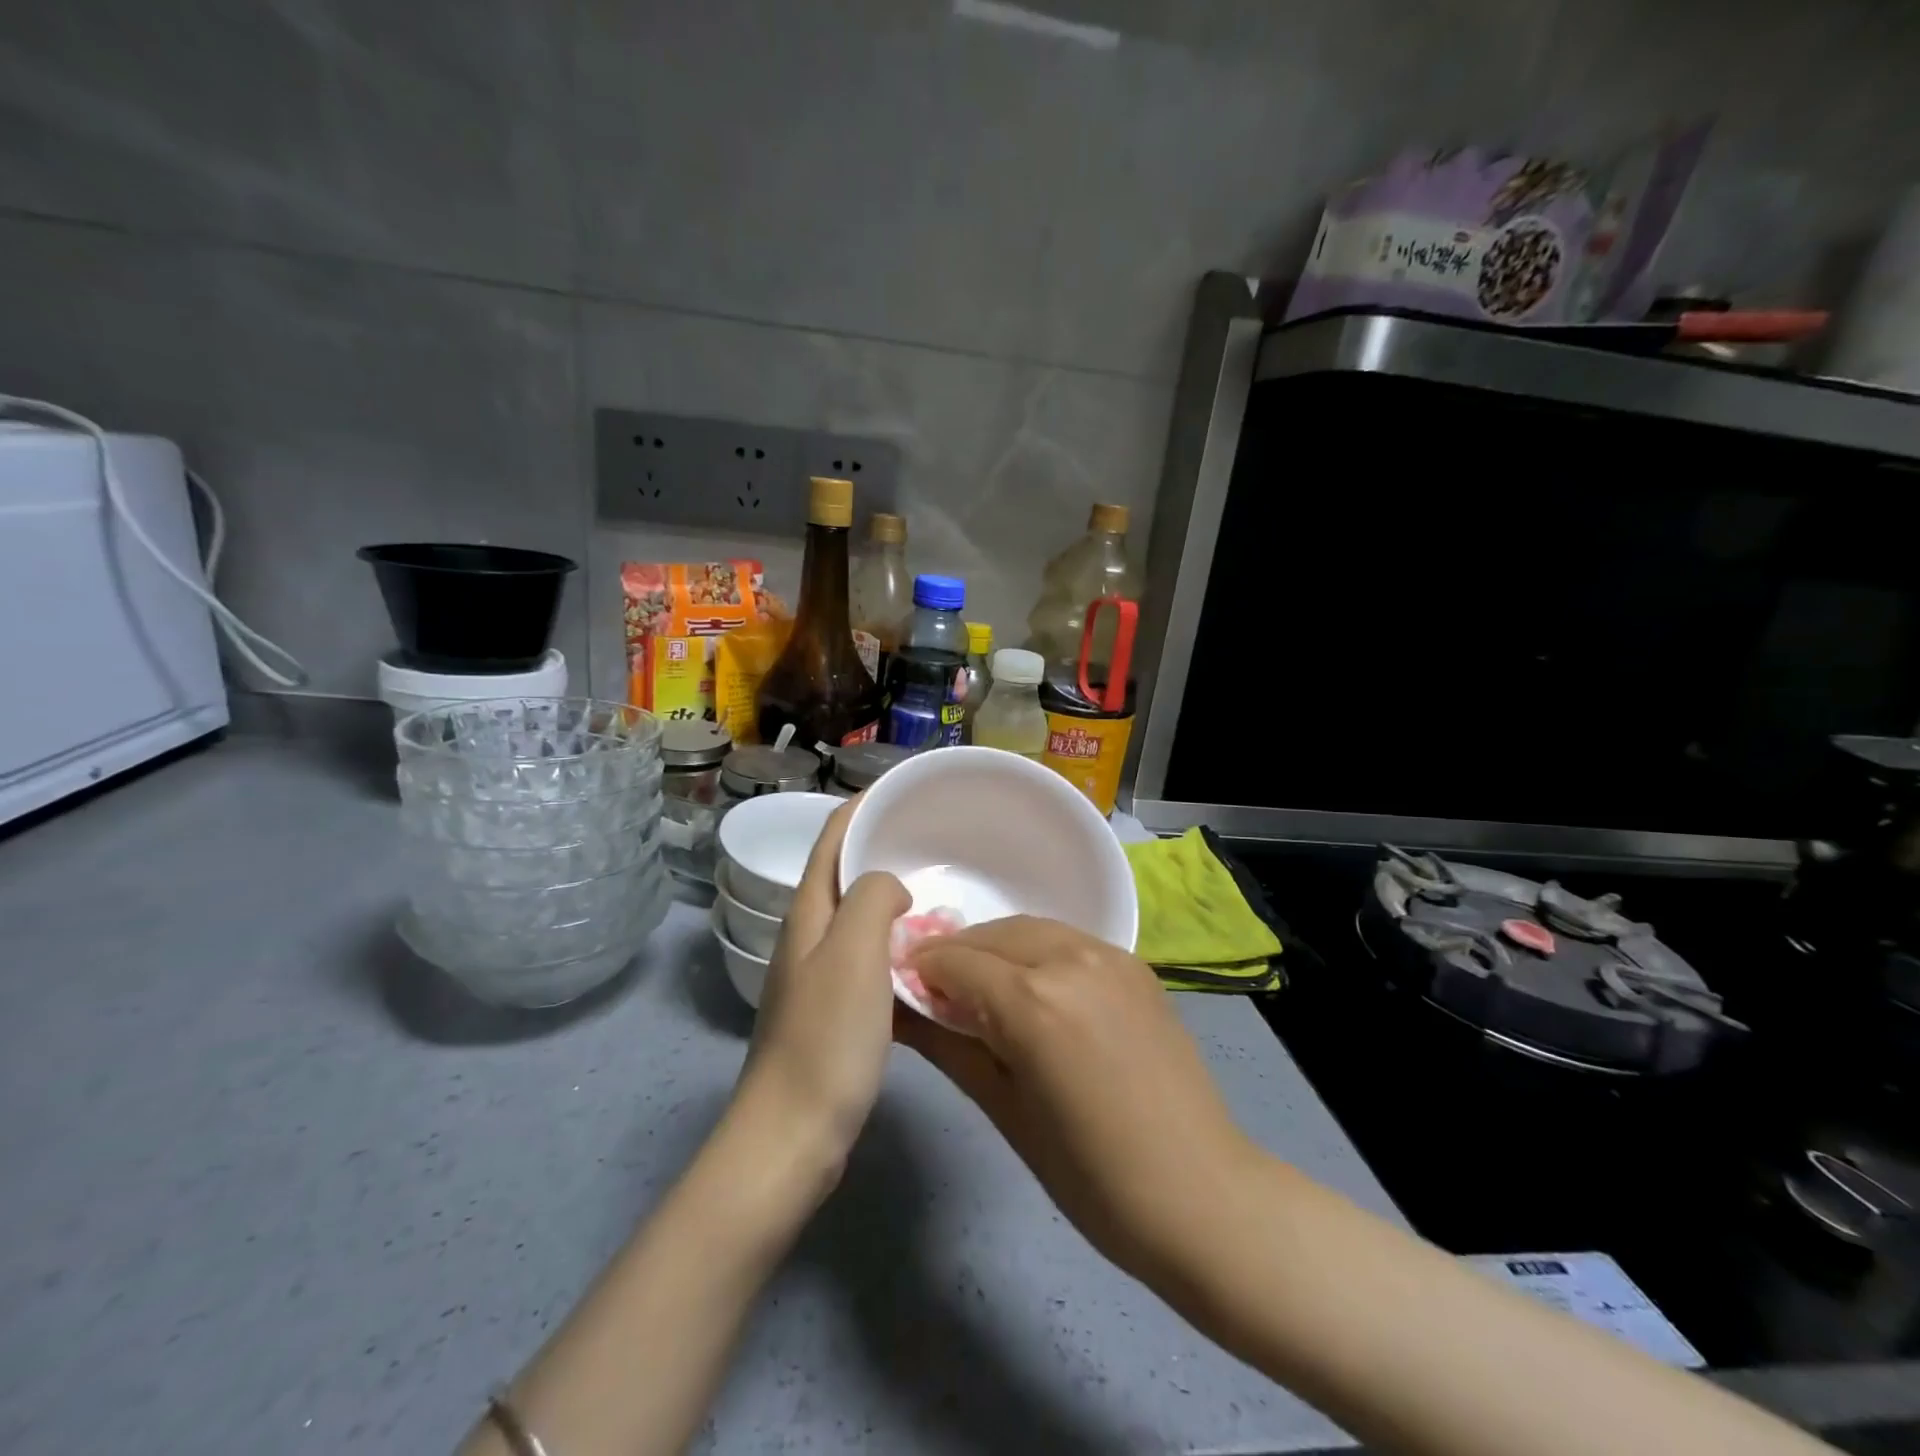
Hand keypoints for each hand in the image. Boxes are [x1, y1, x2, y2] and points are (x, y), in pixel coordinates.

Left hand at [736, 798, 908, 1175]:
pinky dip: (895, 940)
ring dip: (891, 894)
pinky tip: (925, 953)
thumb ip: (872, 899)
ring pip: (858, 915)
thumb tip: (891, 888)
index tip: (904, 789)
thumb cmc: (826, 1038)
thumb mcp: (854, 952)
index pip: (832, 837)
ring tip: (937, 887)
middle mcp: (808, 935)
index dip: (862, 805)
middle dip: (882, 846)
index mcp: (808, 913)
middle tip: (935, 838)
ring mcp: (818, 974)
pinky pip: (868, 955)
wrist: (792, 1136)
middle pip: (843, 872)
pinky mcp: (833, 1010)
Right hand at [897, 916, 1251, 1288]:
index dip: (922, 970)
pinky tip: (1034, 988)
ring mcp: (1109, 956)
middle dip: (957, 955)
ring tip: (982, 987)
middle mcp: (1069, 959)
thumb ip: (949, 1046)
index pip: (955, 961)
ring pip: (1031, 930)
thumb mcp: (1005, 1111)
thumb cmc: (1090, 1175)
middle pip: (992, 935)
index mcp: (1032, 1000)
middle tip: (937, 991)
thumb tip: (900, 1011)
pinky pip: (1069, 941)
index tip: (902, 990)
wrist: (1200, 1193)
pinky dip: (1037, 952)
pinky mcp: (1135, 964)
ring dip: (996, 948)